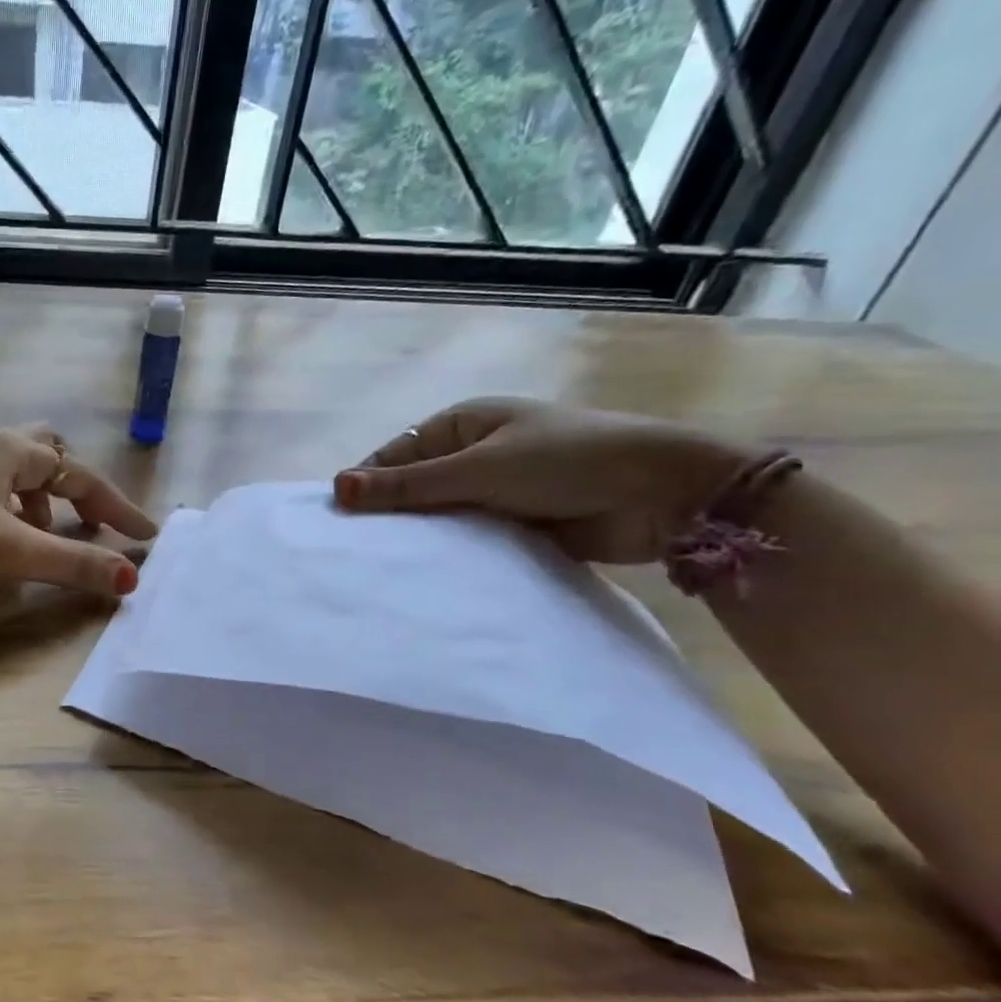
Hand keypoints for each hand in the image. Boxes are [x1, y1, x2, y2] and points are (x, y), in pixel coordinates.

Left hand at [0, 426, 158, 594]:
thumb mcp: (12, 552)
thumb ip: (72, 564)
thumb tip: (130, 578)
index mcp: (15, 452)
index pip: (82, 476)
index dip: (117, 507)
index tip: (145, 537)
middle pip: (48, 452)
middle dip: (75, 488)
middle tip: (88, 521)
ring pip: (14, 469)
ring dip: (39, 499)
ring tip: (41, 536)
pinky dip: (7, 505)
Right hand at [333, 397, 745, 562]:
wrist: (665, 494)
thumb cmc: (567, 461)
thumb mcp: (479, 469)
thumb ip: (408, 484)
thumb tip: (336, 488)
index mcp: (462, 424)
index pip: (394, 454)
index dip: (366, 484)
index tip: (338, 522)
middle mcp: (473, 454)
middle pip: (414, 486)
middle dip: (392, 515)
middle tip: (358, 553)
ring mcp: (495, 490)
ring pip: (440, 516)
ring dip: (423, 537)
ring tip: (385, 570)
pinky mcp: (515, 524)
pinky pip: (469, 539)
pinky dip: (453, 553)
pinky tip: (428, 576)